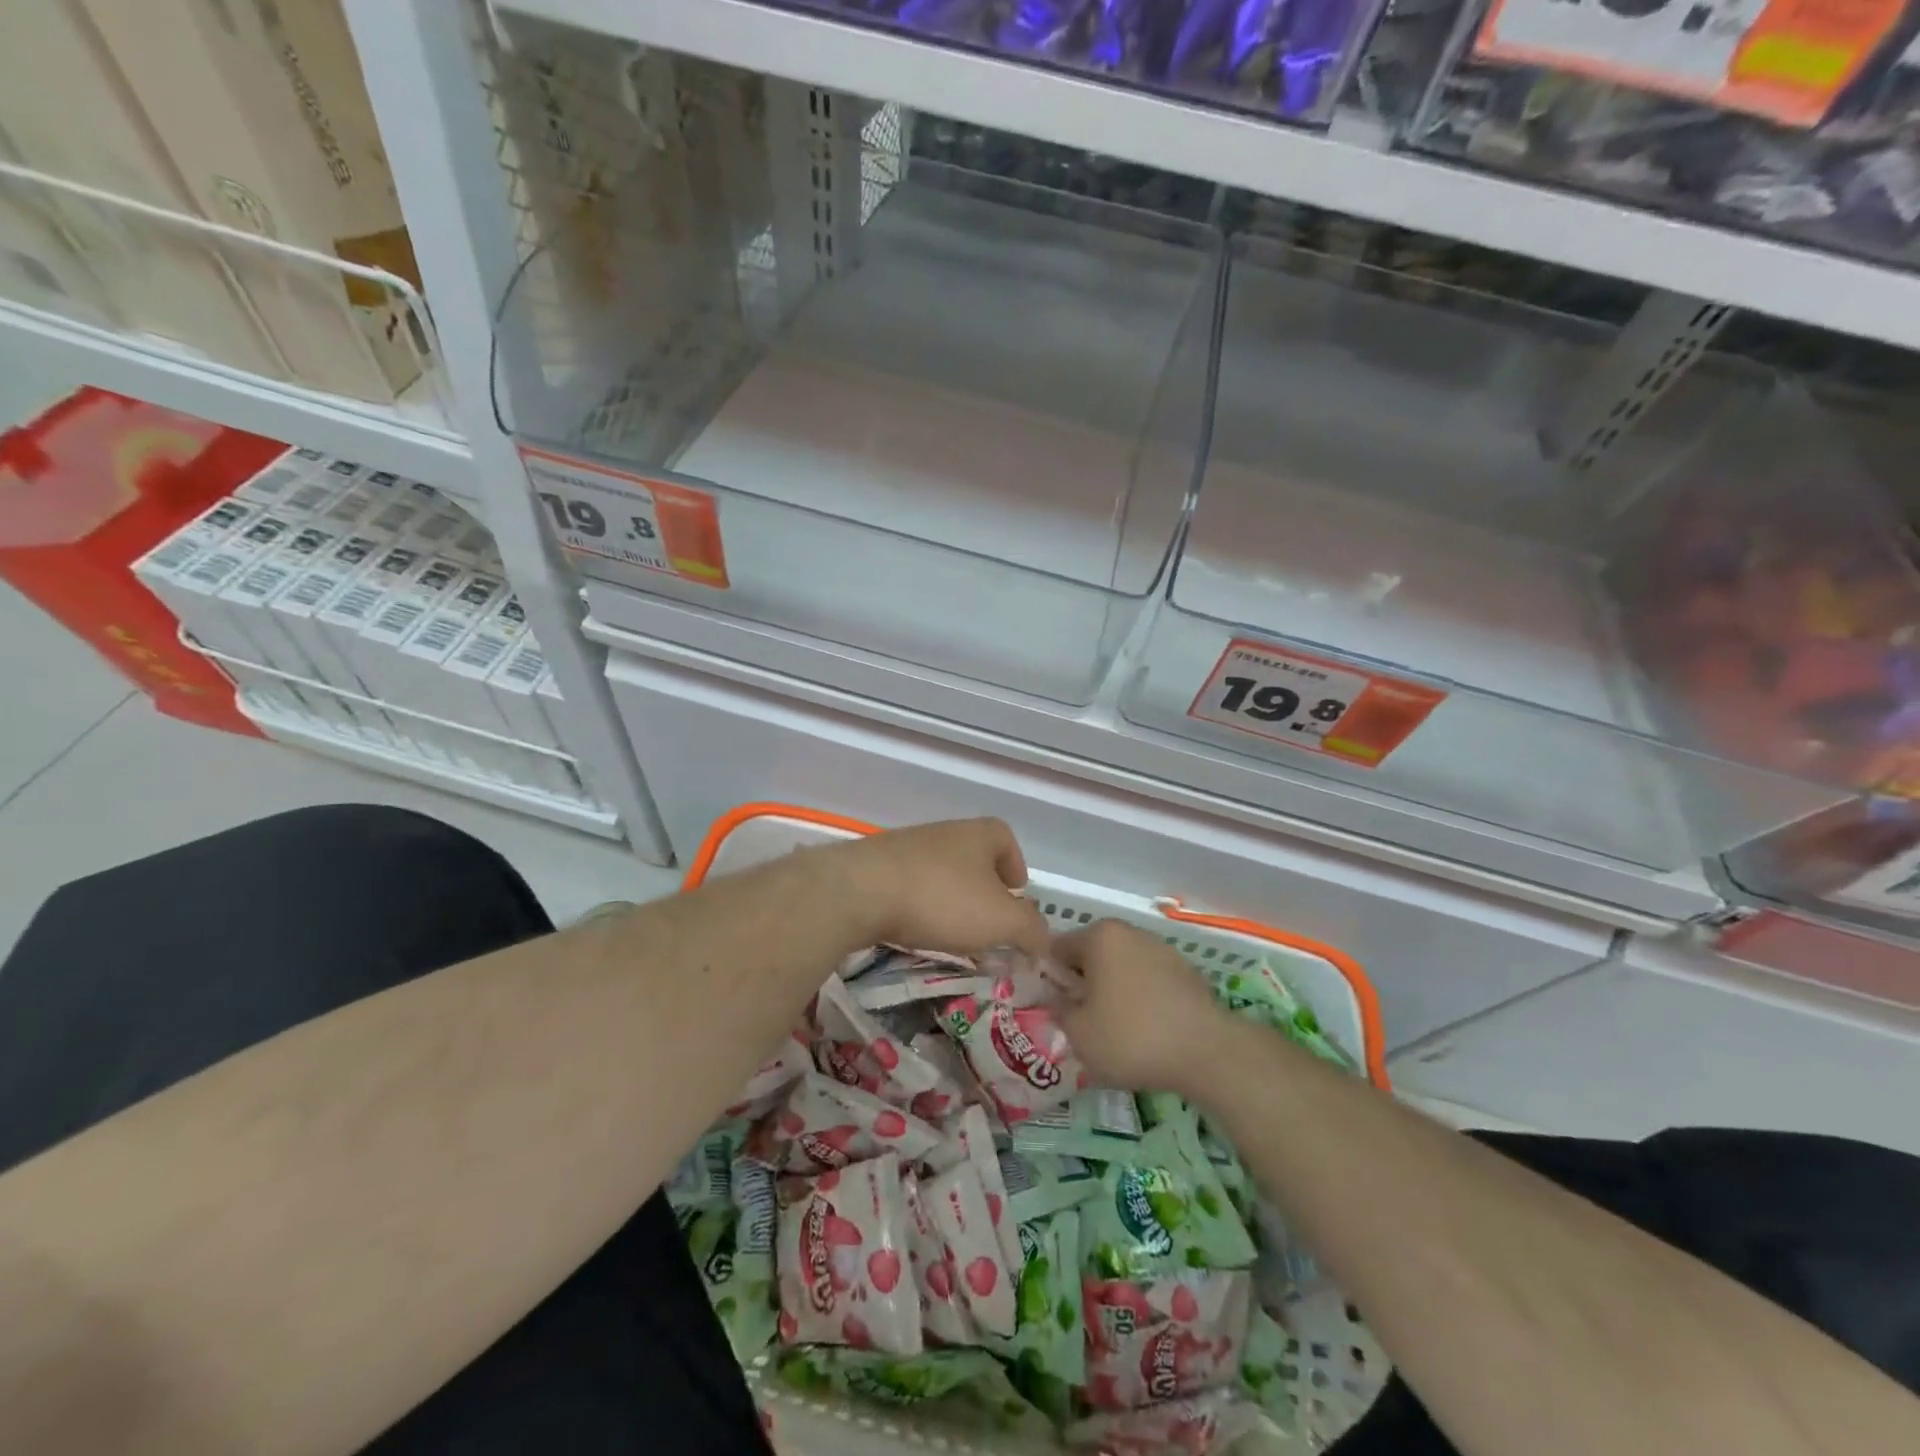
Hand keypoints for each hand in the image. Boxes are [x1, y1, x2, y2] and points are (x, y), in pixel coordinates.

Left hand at [821, 818, 1049, 957]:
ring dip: (951, 901)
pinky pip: (910, 885)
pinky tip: (915, 930)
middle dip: (983, 891)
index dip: (1015, 867)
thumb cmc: (942, 899)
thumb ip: (1031, 930)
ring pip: (941, 873)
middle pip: (973, 858)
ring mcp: (908, 846)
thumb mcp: (1001, 921)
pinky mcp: (877, 866)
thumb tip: (1044, 941)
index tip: (1015, 898)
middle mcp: (945, 832)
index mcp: (980, 834)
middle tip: (987, 926)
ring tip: (951, 934)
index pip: (1006, 840)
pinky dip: (919, 906)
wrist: (860, 891)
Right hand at [1054, 920, 1231, 1095]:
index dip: (1051, 978)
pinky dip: (1140, 998)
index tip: (1053, 1007)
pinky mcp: (1185, 971)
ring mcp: (1161, 949)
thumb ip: (1059, 1010)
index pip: (1058, 948)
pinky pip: (1148, 980)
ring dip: (1112, 990)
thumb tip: (1057, 999)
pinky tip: (1144, 1029)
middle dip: (1083, 983)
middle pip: (1092, 955)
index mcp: (1099, 936)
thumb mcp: (1079, 1033)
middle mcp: (1130, 932)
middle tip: (1081, 1020)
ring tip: (1113, 1028)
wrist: (1207, 1053)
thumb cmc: (1132, 1037)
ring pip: (1121, 967)